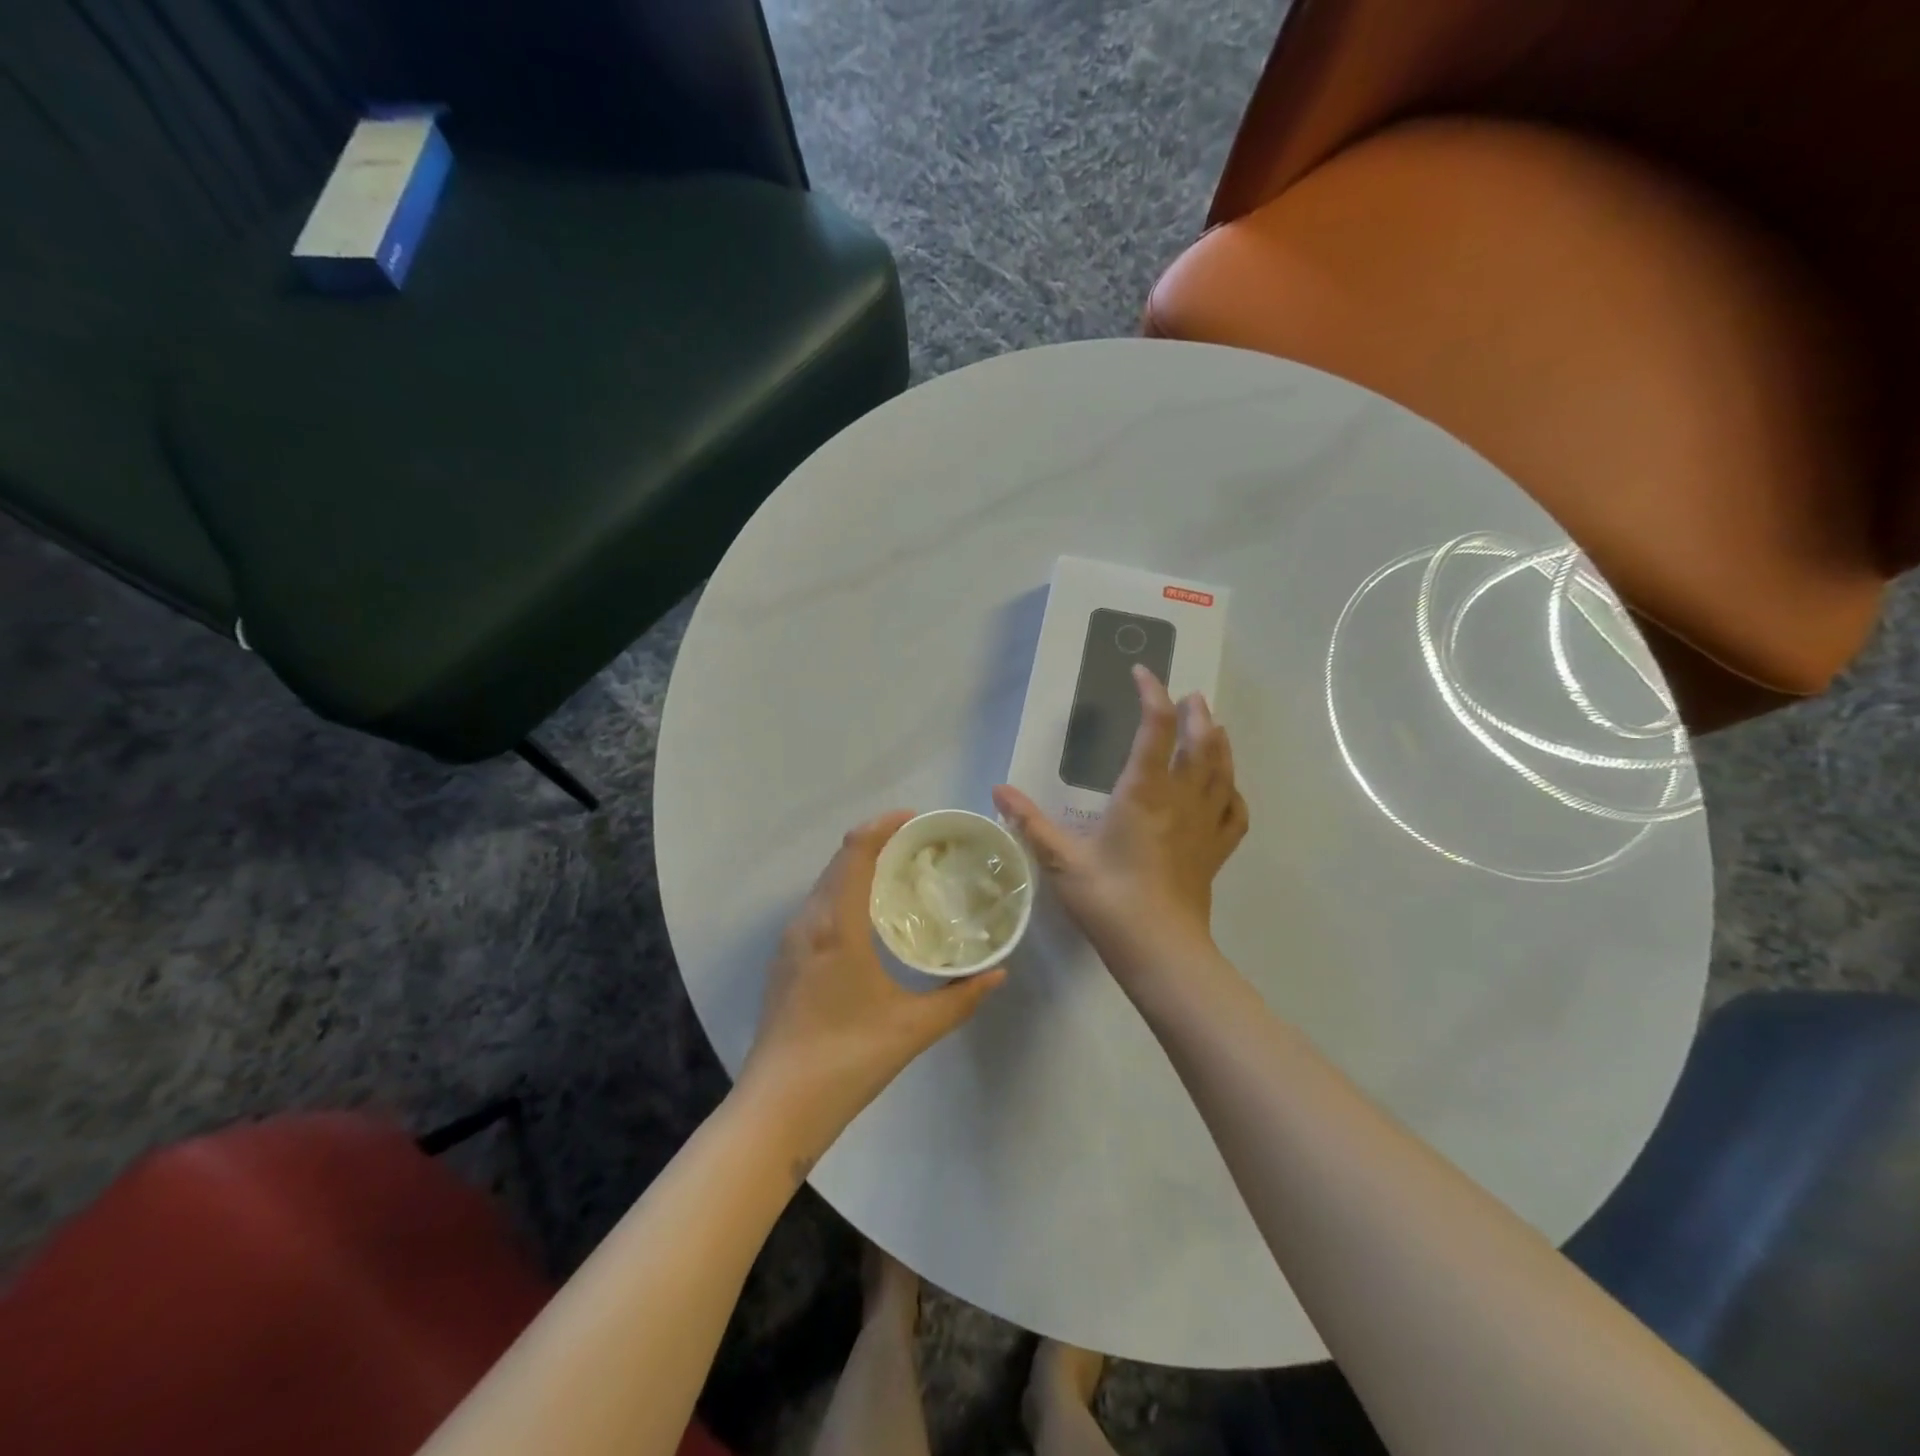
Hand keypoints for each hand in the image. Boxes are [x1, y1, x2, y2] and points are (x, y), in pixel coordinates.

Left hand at [740, 811, 1005, 1150]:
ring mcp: (791, 941)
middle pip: (839, 860)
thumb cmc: (847, 1060)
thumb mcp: (913, 1028)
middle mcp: (808, 922)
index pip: (856, 851)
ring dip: (858, 867)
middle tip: (920, 848)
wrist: (778, 1107)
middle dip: (877, 842)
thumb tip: (998, 973)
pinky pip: (817, 906)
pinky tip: (870, 918)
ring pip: (825, 883)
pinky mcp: (786, 960)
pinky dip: (844, 892)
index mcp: (837, 925)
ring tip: (899, 876)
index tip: (917, 820)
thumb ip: (960, 998)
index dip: (884, 825)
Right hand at [993, 666, 1247, 974]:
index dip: (1152, 694)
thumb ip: (1031, 821)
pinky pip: (1234, 811)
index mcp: (1144, 793)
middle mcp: (1181, 800)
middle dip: (1196, 714)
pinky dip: (1233, 791)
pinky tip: (1227, 789)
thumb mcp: (1061, 860)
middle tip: (1190, 697)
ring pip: (1223, 770)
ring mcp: (1205, 825)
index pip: (1156, 729)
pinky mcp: (1216, 851)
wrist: (1160, 950)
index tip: (1142, 673)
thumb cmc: (1109, 899)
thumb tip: (998, 789)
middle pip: (1202, 742)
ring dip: (1220, 742)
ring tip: (1214, 726)